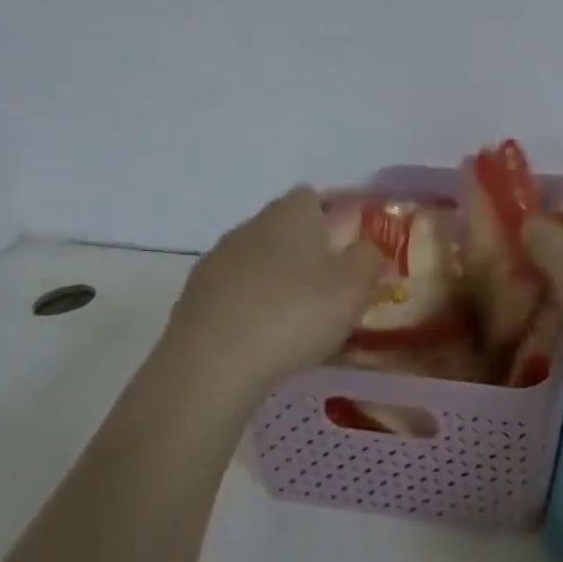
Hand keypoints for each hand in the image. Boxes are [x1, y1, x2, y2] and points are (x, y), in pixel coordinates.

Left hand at [163, 186, 383, 388]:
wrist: (211, 364)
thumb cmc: (295, 313)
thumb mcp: (354, 287)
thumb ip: (368, 260)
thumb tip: (365, 249)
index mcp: (290, 214)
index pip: (312, 197)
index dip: (332, 218)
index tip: (348, 249)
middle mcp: (250, 226)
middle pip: (284, 229)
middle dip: (305, 252)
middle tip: (328, 288)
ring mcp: (216, 261)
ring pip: (257, 261)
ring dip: (275, 281)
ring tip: (296, 320)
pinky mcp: (193, 298)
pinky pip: (233, 293)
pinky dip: (249, 308)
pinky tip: (261, 339)